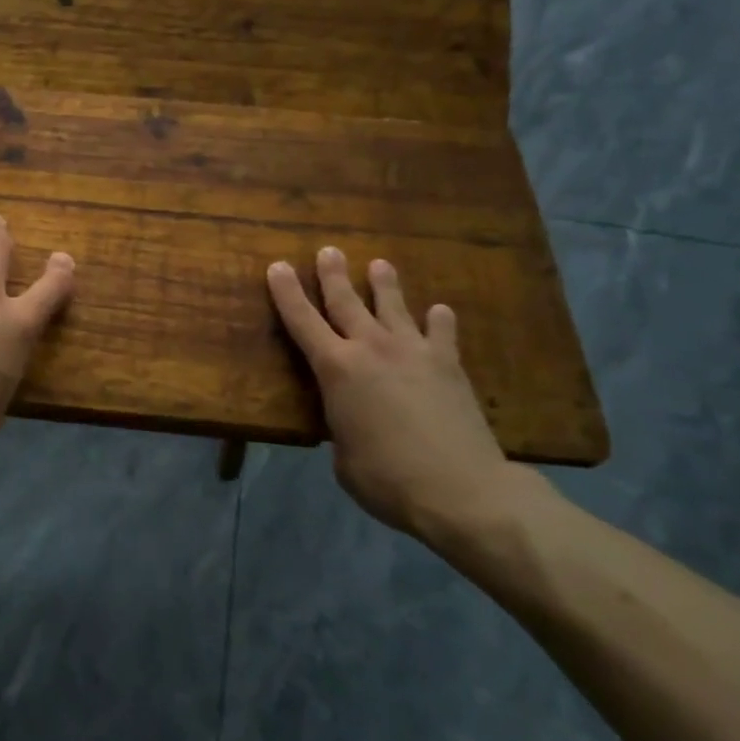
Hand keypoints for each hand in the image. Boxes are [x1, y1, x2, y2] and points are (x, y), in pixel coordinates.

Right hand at [267, 246, 543, 541]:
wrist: (461, 490)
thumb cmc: (386, 478)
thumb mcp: (343, 454)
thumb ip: (342, 425)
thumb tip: (352, 420)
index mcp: (335, 369)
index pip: (301, 321)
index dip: (286, 292)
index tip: (278, 266)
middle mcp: (371, 348)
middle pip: (346, 301)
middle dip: (333, 275)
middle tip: (328, 250)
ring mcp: (414, 352)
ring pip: (394, 306)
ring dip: (383, 284)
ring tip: (379, 264)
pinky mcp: (449, 366)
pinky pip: (442, 333)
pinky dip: (438, 320)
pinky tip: (439, 311)